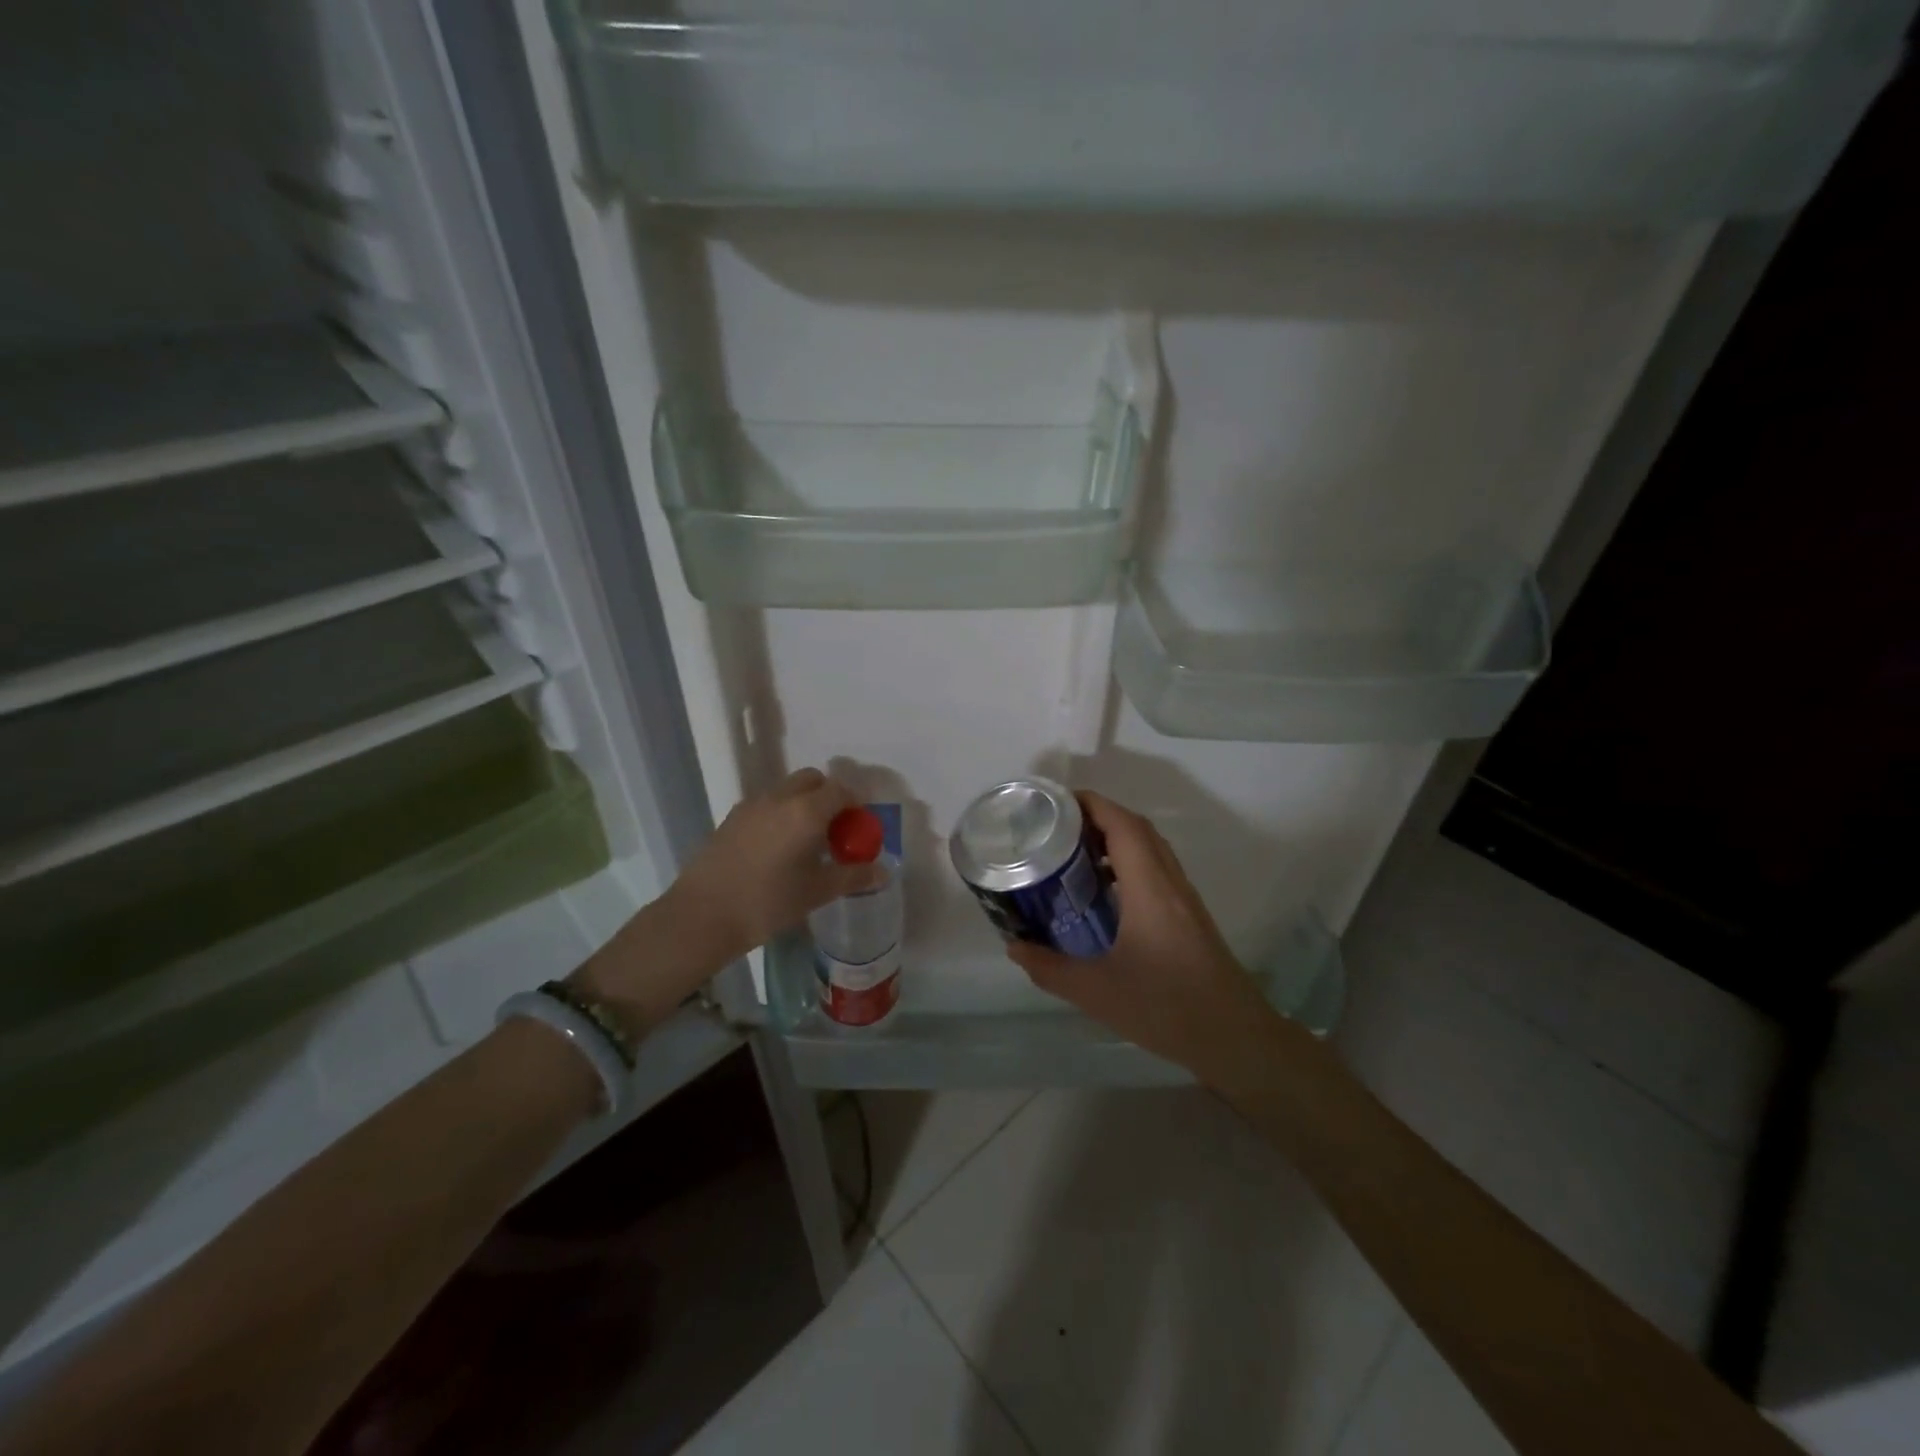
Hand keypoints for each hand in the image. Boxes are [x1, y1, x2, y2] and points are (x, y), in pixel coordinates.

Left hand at [574, 768, 883, 1034]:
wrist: (702, 915)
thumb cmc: (767, 902)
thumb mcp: (816, 892)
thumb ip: (852, 876)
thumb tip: (883, 871)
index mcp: (806, 811)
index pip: (841, 790)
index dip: (855, 804)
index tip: (858, 829)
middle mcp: (780, 798)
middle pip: (812, 780)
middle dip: (828, 796)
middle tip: (835, 830)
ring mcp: (752, 805)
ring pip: (787, 790)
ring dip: (803, 804)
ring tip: (806, 842)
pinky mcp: (732, 818)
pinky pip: (766, 804)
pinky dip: (780, 813)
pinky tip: (777, 849)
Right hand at [1006, 792, 1286, 1086]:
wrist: (1235, 1038)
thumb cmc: (1166, 1008)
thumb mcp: (1096, 992)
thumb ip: (1050, 968)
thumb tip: (1014, 947)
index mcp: (1149, 888)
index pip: (1123, 825)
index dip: (1091, 804)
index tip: (1055, 802)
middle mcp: (1170, 882)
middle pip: (1137, 829)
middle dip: (1098, 816)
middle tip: (1056, 827)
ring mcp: (1185, 898)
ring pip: (1150, 848)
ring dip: (1115, 838)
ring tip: (1074, 853)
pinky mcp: (1190, 916)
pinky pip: (1157, 869)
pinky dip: (1129, 862)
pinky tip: (1106, 892)